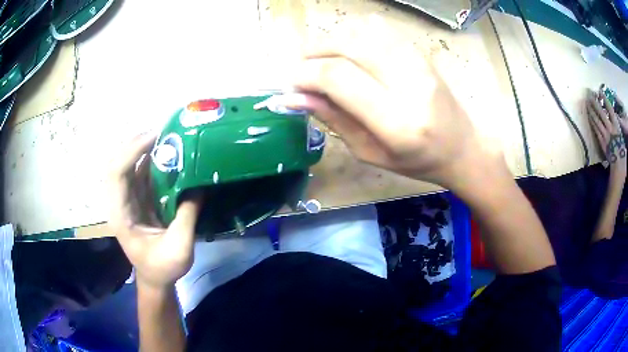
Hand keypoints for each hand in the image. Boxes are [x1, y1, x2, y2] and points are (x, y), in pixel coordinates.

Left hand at [108, 133, 202, 289]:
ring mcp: (127, 199)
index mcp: (121, 215)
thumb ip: (187, 216)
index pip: (116, 174)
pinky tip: (167, 152)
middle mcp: (119, 202)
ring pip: (129, 164)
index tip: (155, 137)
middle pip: (118, 162)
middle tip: (163, 131)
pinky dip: (151, 158)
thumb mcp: (179, 249)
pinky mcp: (137, 198)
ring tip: (167, 135)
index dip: (131, 152)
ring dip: (144, 147)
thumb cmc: (162, 268)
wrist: (155, 279)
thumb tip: (199, 185)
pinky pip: (140, 172)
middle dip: (137, 143)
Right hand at [276, 17, 503, 193]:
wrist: (462, 146)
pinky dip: (353, 35)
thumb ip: (333, 119)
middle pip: (347, 46)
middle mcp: (410, 83)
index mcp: (398, 122)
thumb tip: (294, 97)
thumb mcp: (370, 152)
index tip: (291, 85)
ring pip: (360, 31)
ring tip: (322, 62)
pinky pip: (378, 28)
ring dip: (330, 42)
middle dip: (312, 53)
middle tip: (301, 71)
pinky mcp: (421, 51)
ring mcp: (419, 62)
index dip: (305, 75)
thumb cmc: (417, 161)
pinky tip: (349, 52)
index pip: (338, 77)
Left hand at [587, 88, 626, 177]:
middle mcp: (610, 129)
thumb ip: (615, 123)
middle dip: (595, 101)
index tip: (600, 90)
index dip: (604, 98)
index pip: (609, 108)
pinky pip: (595, 129)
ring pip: (596, 119)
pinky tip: (589, 114)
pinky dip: (592, 120)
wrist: (618, 167)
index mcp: (616, 126)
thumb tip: (611, 114)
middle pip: (601, 112)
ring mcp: (605, 136)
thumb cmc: (622, 150)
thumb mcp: (620, 133)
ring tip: (587, 101)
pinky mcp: (601, 142)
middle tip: (590, 93)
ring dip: (591, 109)